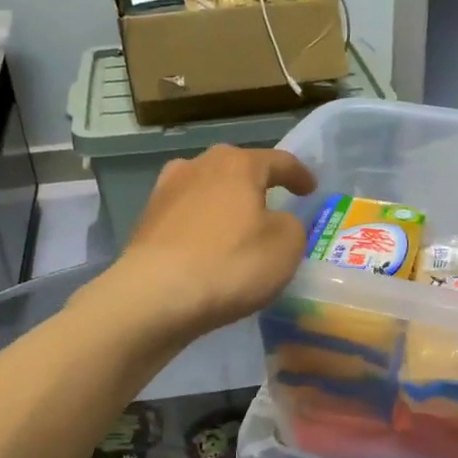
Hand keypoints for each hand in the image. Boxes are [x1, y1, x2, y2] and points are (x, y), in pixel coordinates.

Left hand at [104, 145, 316, 339]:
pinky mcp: (146, 221)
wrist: (155, 296)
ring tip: (237, 227)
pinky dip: (202, 227)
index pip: (279, 161)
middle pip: (236, 170)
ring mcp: (166, 192)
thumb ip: (291, 226)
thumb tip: (276, 222)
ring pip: (207, 191)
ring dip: (224, 205)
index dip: (299, 175)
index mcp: (237, 164)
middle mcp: (198, 166)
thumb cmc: (230, 264)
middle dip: (256, 185)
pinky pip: (187, 218)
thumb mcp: (286, 246)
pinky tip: (207, 248)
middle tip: (273, 205)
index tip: (310, 189)